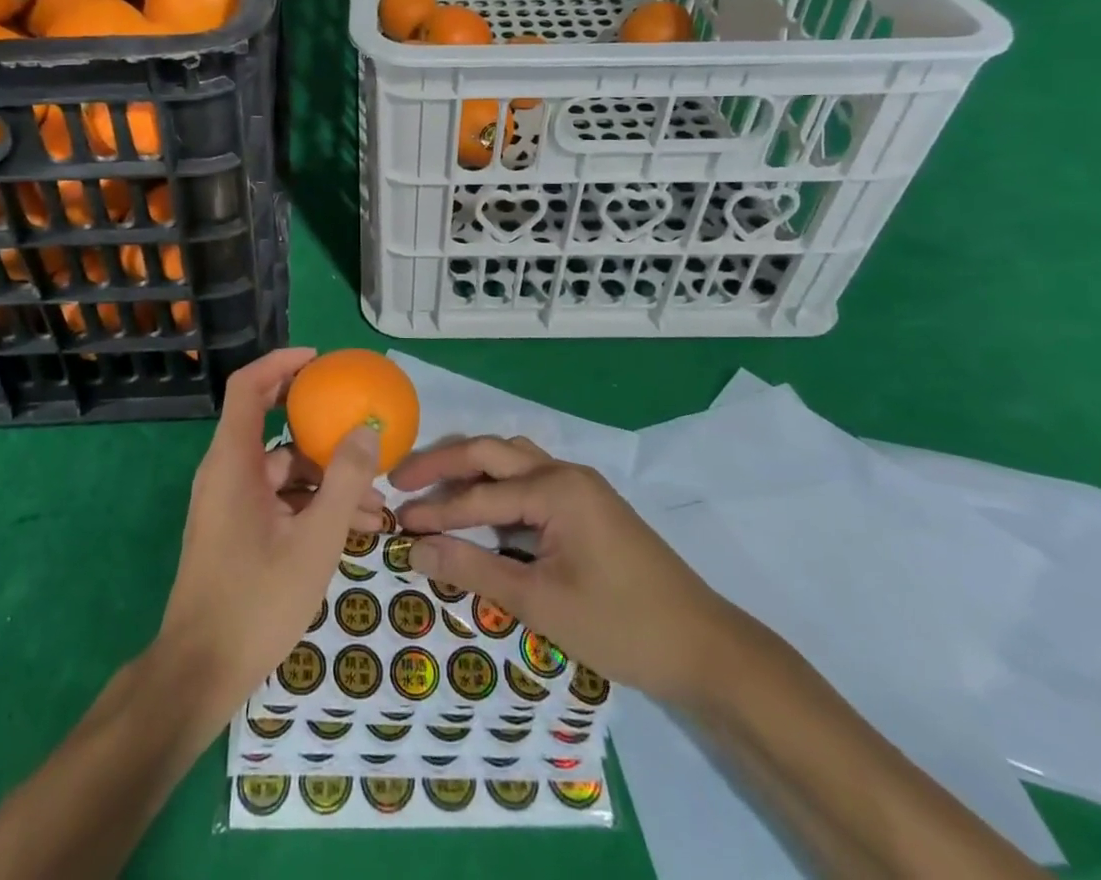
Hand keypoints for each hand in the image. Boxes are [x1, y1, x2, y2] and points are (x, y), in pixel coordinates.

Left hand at [155, 348, 384, 725]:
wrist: (199, 675)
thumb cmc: (256, 601)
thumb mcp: (315, 541)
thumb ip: (344, 481)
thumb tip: (368, 430)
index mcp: (233, 462)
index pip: (248, 387)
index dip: (281, 363)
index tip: (320, 362)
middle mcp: (226, 473)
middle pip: (271, 426)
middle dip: (320, 428)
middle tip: (360, 427)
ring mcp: (230, 503)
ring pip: (282, 471)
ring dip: (327, 479)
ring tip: (378, 504)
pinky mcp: (237, 530)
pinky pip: (278, 500)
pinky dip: (312, 505)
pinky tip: (355, 530)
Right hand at [391, 436, 735, 703]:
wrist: (704, 647)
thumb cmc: (620, 626)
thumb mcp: (541, 604)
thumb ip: (475, 571)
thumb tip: (416, 551)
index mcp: (555, 489)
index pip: (479, 495)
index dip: (435, 511)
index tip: (395, 523)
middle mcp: (565, 472)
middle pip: (491, 452)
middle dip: (443, 465)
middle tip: (400, 480)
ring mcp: (579, 485)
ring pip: (512, 458)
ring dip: (471, 467)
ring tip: (434, 485)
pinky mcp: (587, 503)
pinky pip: (530, 476)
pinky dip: (497, 482)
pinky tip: (482, 503)